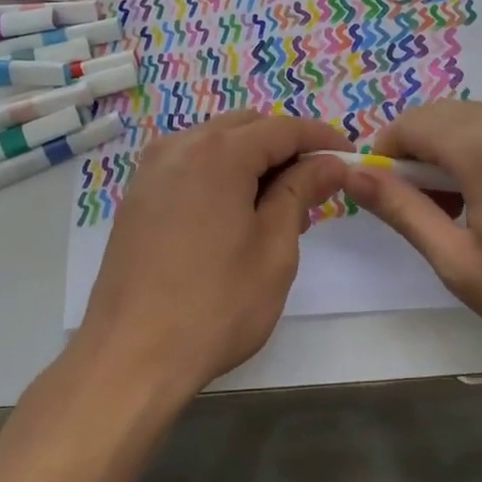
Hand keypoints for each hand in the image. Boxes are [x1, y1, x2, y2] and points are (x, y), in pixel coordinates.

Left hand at [77, 111, 349, 397]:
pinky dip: (220, 173)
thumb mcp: (274, 249)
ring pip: (215, 143)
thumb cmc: (215, 305)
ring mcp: (152, 170)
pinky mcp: (138, 196)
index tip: (349, 157)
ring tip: (277, 208)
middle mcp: (180, 146)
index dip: (321, 138)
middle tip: (314, 189)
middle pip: (246, 127)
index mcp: (219, 153)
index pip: (283, 128)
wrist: (131, 354)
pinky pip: (189, 164)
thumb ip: (301, 192)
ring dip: (252, 160)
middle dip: (285, 148)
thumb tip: (328, 163)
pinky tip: (235, 215)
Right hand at [344, 100, 481, 358]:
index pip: (413, 123)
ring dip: (456, 152)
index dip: (386, 149)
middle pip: (447, 116)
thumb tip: (354, 175)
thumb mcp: (459, 261)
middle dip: (419, 149)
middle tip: (420, 203)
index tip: (381, 188)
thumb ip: (402, 210)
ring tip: (463, 207)